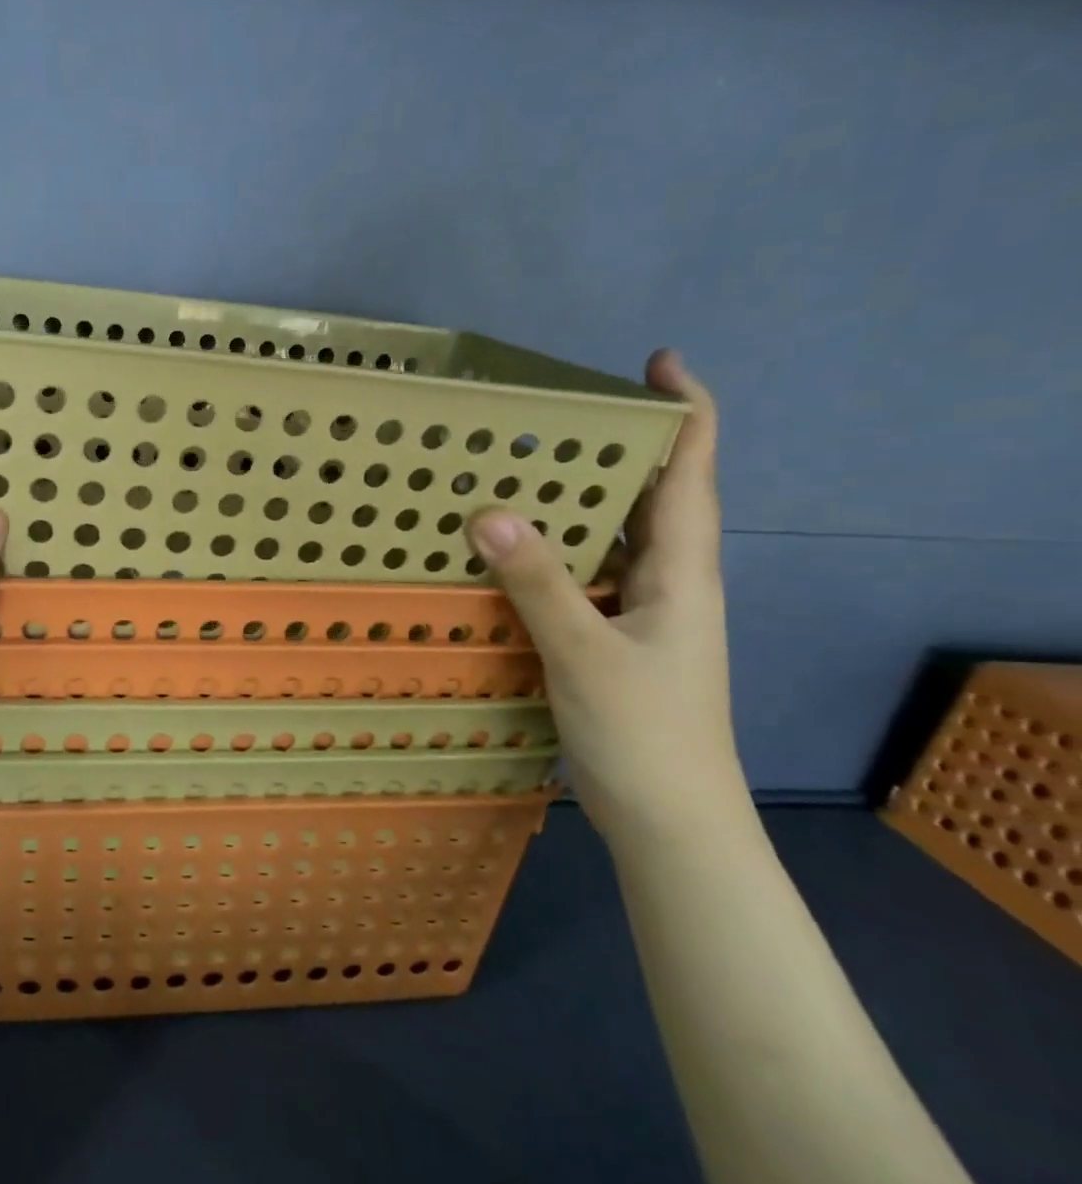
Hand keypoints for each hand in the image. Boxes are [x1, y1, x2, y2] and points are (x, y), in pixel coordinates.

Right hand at [467, 351, 746, 840]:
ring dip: (578, 503)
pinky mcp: (611, 641)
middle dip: (616, 448)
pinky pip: (583, 579)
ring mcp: (640, 614)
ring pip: (611, 540)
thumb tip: (488, 512)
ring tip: (520, 470)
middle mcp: (667, 582)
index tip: (656, 362)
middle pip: (652, 497)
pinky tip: (507, 553)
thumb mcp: (585, 651)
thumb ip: (539, 582)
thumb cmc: (645, 733)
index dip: (685, 410)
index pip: (693, 472)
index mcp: (682, 571)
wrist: (670, 821)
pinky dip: (551, 555)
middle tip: (552, 416)